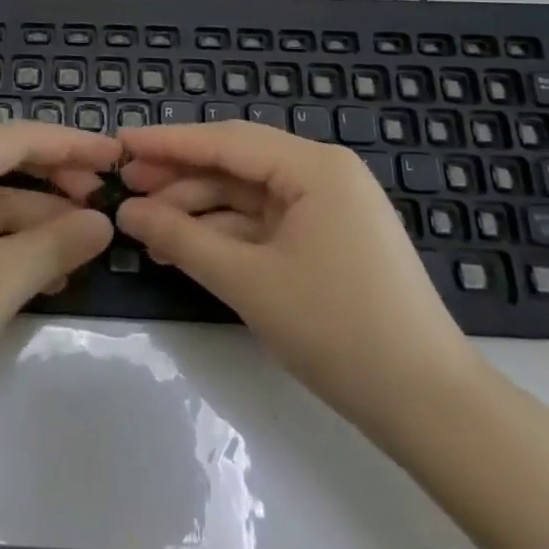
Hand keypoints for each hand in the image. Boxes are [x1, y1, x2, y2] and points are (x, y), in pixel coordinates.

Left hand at [0, 122, 118, 436]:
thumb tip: (104, 222)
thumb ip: (56, 244)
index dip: (70, 144)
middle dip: (57, 185)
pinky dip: (15, 250)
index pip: (17, 137)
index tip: (116, 155)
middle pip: (6, 168)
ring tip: (90, 247)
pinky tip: (52, 275)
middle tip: (107, 203)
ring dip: (41, 224)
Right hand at [114, 122, 482, 436]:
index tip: (118, 143)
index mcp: (314, 167)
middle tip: (123, 187)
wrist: (430, 407)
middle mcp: (322, 174)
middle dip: (177, 176)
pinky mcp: (326, 240)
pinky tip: (181, 246)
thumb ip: (181, 237)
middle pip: (234, 163)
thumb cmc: (339, 330)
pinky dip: (222, 234)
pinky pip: (262, 223)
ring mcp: (326, 208)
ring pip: (244, 195)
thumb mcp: (249, 281)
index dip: (167, 142)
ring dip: (195, 209)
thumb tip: (126, 211)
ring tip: (143, 226)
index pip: (225, 141)